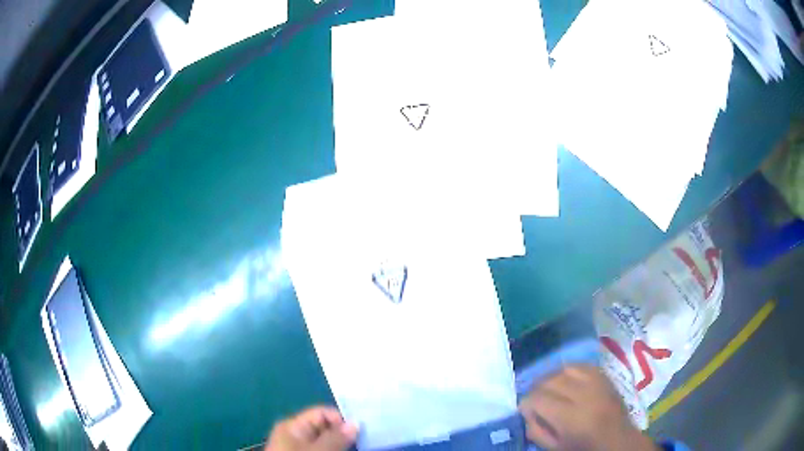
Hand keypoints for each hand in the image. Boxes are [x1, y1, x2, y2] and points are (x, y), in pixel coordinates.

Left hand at [265, 406, 358, 450]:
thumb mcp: (319, 450)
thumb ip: (336, 437)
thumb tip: (355, 423)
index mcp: (293, 426)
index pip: (322, 414)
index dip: (342, 420)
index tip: (362, 431)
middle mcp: (296, 436)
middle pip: (326, 429)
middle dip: (345, 435)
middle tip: (366, 441)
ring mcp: (300, 449)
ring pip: (327, 443)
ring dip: (343, 446)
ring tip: (361, 448)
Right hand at [518, 366, 657, 450]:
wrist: (617, 440)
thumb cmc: (584, 448)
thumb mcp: (555, 447)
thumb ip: (536, 431)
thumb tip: (526, 413)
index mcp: (570, 417)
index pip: (538, 398)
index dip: (526, 404)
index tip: (524, 411)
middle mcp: (584, 394)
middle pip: (549, 381)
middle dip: (536, 390)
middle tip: (535, 401)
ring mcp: (596, 382)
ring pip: (563, 369)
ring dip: (551, 378)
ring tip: (548, 390)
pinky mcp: (604, 376)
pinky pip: (580, 365)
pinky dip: (568, 371)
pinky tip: (565, 380)